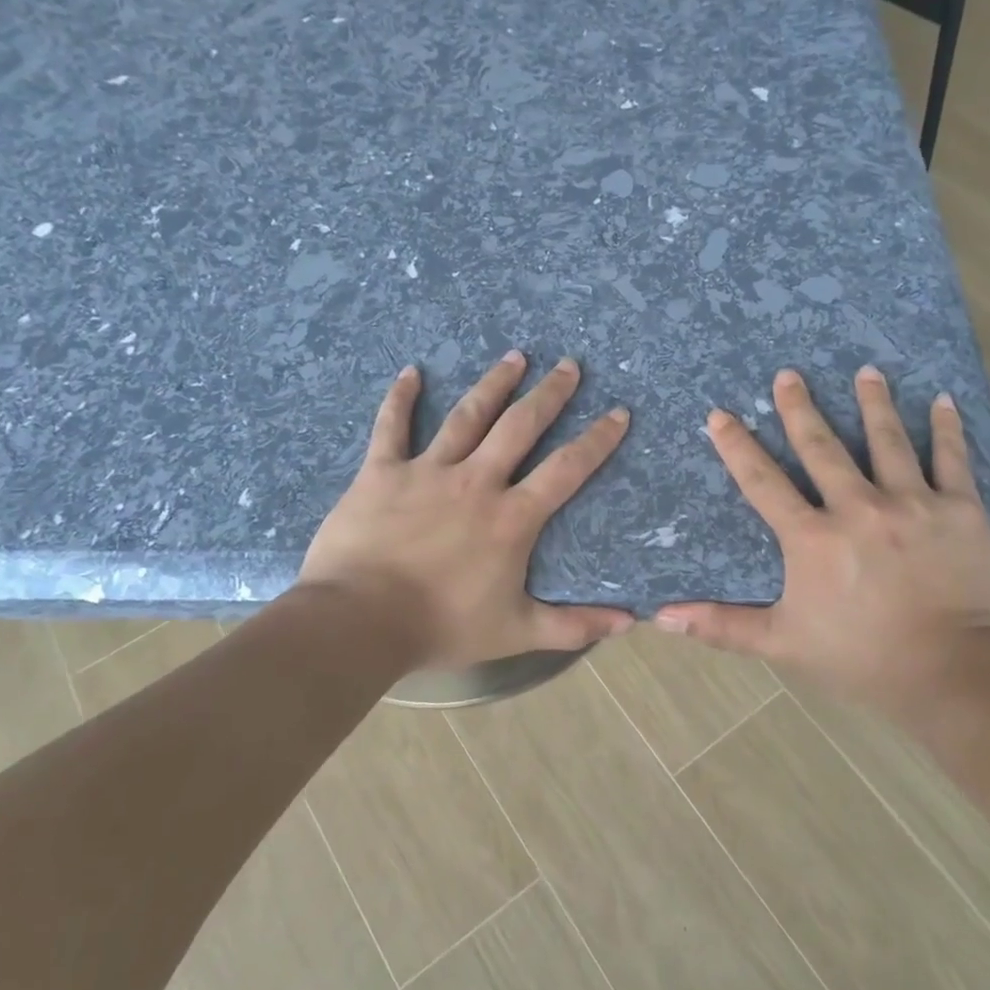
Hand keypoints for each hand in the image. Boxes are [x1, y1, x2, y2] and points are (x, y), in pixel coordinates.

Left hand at [298, 352, 635, 669]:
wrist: (360, 621)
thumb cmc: (442, 626)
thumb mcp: (516, 632)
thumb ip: (574, 626)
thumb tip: (630, 623)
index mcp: (512, 517)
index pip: (566, 469)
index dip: (596, 440)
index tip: (618, 413)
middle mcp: (476, 481)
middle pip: (520, 426)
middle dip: (549, 394)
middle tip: (569, 365)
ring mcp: (427, 471)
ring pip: (468, 415)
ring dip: (494, 384)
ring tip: (515, 356)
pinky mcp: (382, 472)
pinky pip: (392, 426)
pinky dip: (401, 398)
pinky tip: (411, 371)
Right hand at [655, 367, 989, 711]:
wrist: (950, 671)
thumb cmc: (859, 657)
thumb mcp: (781, 642)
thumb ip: (721, 625)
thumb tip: (660, 616)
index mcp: (812, 537)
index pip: (764, 483)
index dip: (738, 447)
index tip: (720, 415)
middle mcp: (858, 507)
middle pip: (822, 447)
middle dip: (800, 409)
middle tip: (788, 374)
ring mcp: (912, 503)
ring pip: (887, 440)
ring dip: (873, 403)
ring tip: (866, 371)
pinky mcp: (959, 510)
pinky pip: (952, 459)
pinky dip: (947, 428)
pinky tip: (940, 399)